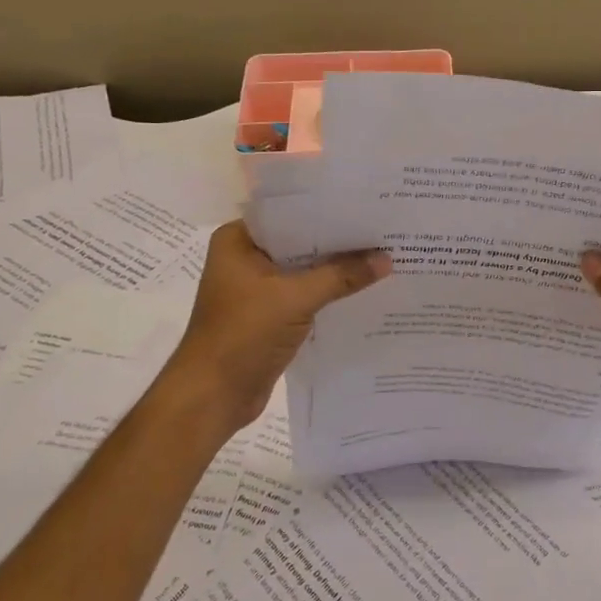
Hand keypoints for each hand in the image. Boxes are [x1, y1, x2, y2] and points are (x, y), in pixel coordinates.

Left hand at [159, 221, 389, 434]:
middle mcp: (245, 258)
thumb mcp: (295, 299)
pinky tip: (363, 289)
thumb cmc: (243, 335)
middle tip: (383, 229)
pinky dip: (329, 293)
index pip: (289, 213)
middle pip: (300, 241)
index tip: (366, 204)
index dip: (327, 209)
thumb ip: (341, 275)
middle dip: (338, 240)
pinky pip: (305, 295)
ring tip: (382, 255)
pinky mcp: (270, 315)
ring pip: (305, 270)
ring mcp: (257, 289)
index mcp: (238, 240)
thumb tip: (386, 259)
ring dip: (336, 269)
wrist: (213, 396)